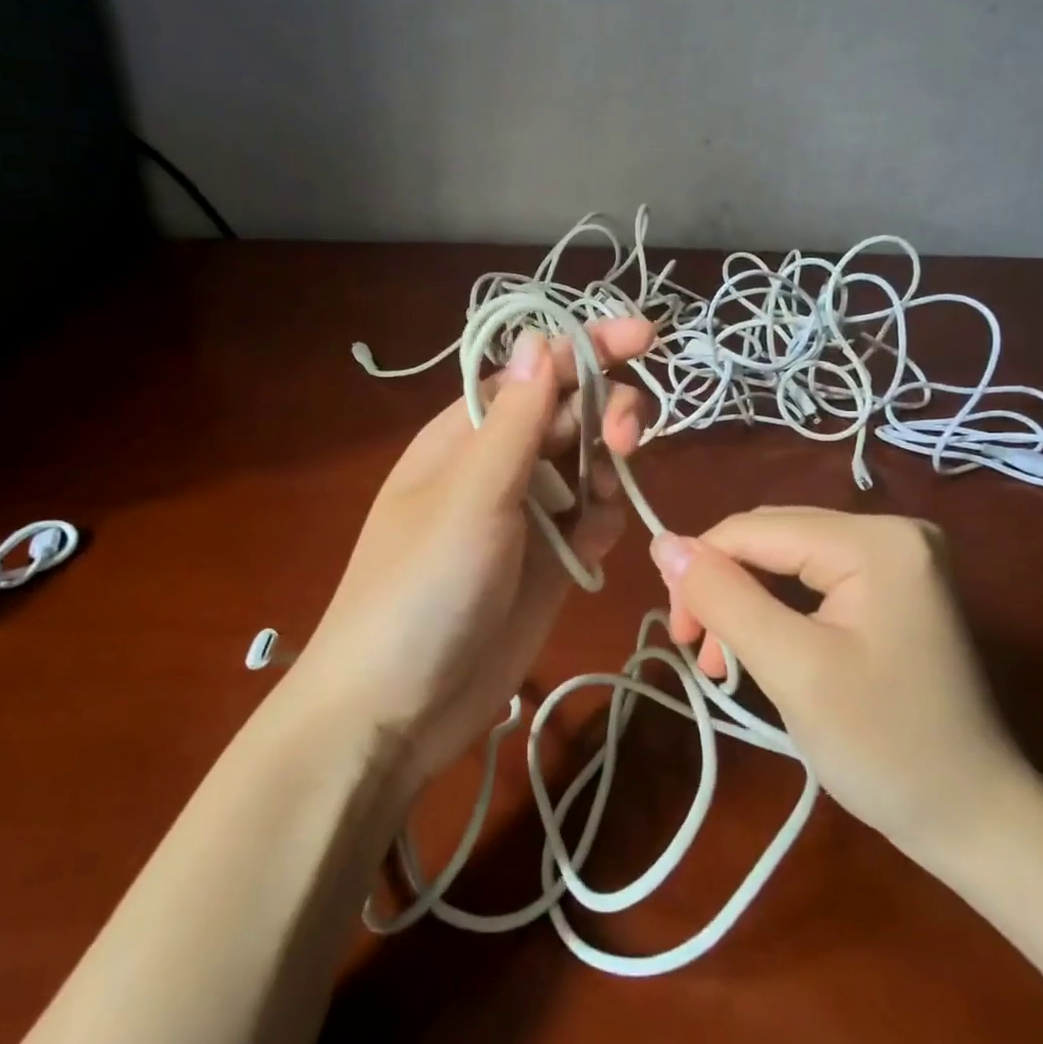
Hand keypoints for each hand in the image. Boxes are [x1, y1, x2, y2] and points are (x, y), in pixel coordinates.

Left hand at [290, 319, 653, 790]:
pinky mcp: (548, 563)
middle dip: (606, 414)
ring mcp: (526, 516)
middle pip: (571, 414)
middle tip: (626, 442)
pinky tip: (590, 550)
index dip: (588, 347)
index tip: (645, 336)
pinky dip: (600, 524)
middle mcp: (499, 465)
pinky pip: (590, 522)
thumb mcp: (471, 496)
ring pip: (589, 467)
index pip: (537, 371)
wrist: (396, 707)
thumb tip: (538, 337)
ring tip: (599, 507)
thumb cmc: (421, 588)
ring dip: (608, 472)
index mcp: (467, 433)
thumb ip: (515, 419)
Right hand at [649, 508, 1028, 862]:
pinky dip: (776, 610)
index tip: (680, 636)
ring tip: (727, 664)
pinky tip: (763, 648)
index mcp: (873, 540)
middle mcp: (890, 529)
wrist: (976, 820)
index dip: (700, 570)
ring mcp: (898, 557)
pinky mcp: (895, 585)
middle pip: (769, 539)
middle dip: (724, 589)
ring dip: (745, 603)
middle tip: (703, 653)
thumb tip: (661, 541)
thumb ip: (722, 597)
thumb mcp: (790, 668)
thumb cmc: (884, 748)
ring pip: (785, 559)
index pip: (754, 530)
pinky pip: (812, 579)